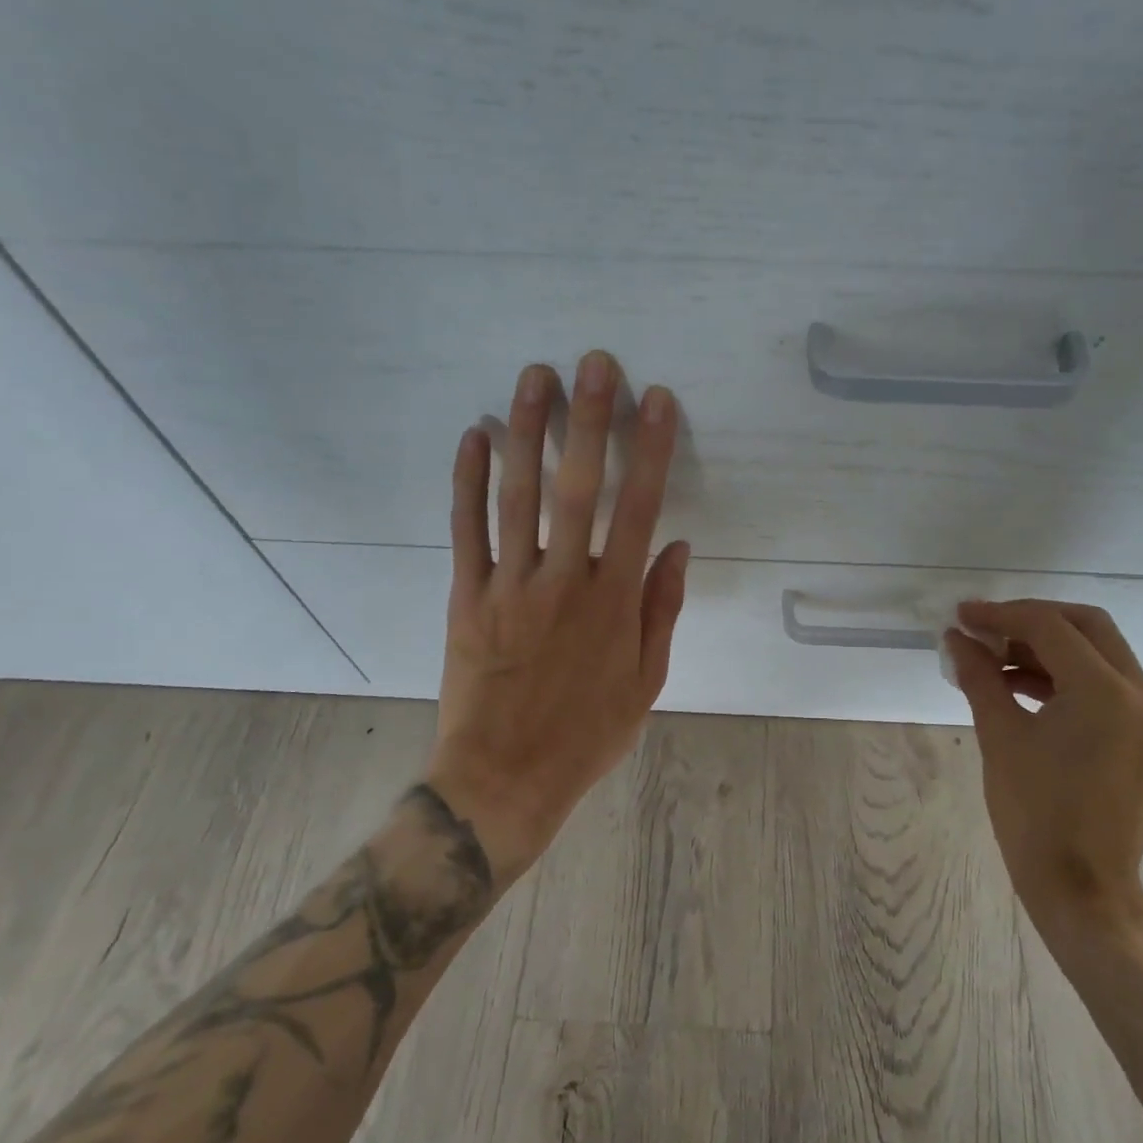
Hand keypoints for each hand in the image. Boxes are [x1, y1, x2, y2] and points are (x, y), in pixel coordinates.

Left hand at [428, 351, 688, 885]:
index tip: (655, 402)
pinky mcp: (466, 597)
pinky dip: (467, 481)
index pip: (638, 510)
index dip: (649, 450)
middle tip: (592, 364)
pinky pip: (465, 530)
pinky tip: (472, 437)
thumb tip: (677, 548)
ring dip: (525, 431)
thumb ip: (662, 610)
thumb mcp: (646, 682)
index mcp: (614, 602)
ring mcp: (510, 586)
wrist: (505, 778)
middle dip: (587, 419)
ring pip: (517, 495)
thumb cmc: (586, 734)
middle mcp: (564, 581)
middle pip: (577, 487)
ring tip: (532, 377)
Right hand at [945, 600, 1142, 947]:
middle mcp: (1139, 692)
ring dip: (1045, 647)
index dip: (1001, 615)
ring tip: (991, 660)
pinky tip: (1016, 685)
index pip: (1050, 627)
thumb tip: (956, 638)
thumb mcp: (1000, 737)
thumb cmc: (1035, 814)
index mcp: (1106, 692)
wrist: (1083, 888)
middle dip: (1030, 620)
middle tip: (982, 629)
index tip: (960, 616)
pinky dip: (1061, 674)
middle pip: (1085, 626)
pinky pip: (1102, 682)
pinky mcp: (1142, 732)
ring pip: (1096, 651)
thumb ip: (979, 677)